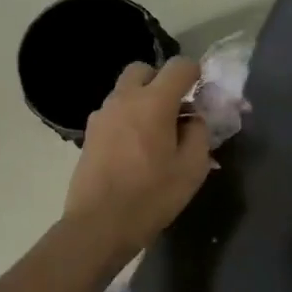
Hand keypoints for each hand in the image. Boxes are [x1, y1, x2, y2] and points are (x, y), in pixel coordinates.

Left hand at [63, 58, 212, 254]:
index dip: (195, 73)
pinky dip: (128, 119)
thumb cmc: (152, 196)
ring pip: (125, 91)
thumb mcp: (193, 168)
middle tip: (175, 109)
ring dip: (143, 100)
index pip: (179, 66)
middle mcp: (124, 99)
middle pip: (144, 70)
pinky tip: (136, 149)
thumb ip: (199, 133)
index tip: (202, 91)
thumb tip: (193, 119)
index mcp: (154, 102)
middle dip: (162, 81)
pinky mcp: (89, 134)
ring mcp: (102, 115)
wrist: (99, 225)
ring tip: (156, 134)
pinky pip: (114, 113)